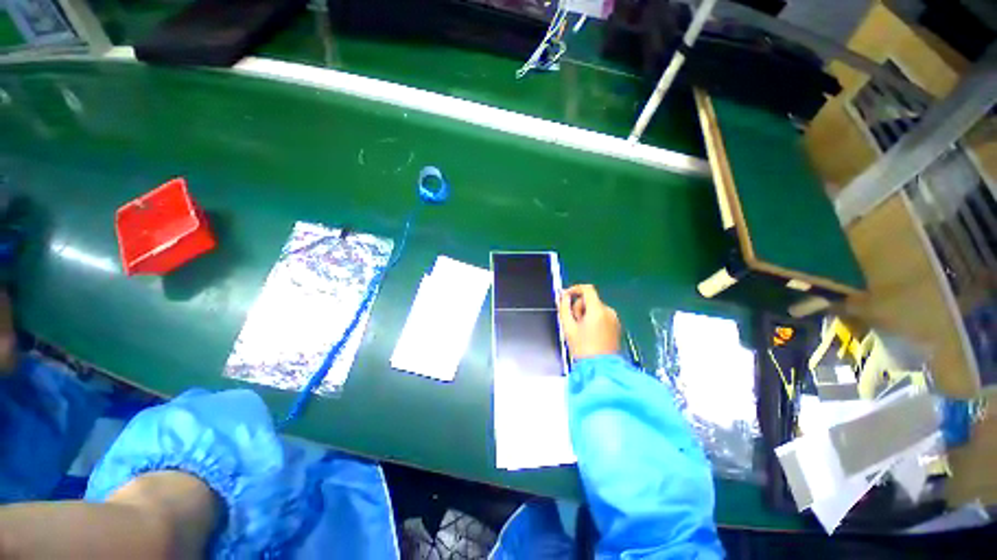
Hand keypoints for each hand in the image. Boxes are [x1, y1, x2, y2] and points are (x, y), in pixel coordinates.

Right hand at [558, 284, 620, 359]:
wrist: (601, 369)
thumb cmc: (583, 348)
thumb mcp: (568, 327)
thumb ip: (564, 308)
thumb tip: (563, 297)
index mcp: (597, 310)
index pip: (587, 289)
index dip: (574, 289)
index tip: (565, 296)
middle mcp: (608, 311)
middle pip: (590, 300)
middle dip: (579, 307)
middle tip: (573, 322)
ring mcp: (614, 319)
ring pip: (595, 308)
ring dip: (585, 314)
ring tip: (581, 331)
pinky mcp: (616, 326)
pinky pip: (602, 316)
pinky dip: (593, 320)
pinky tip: (589, 334)